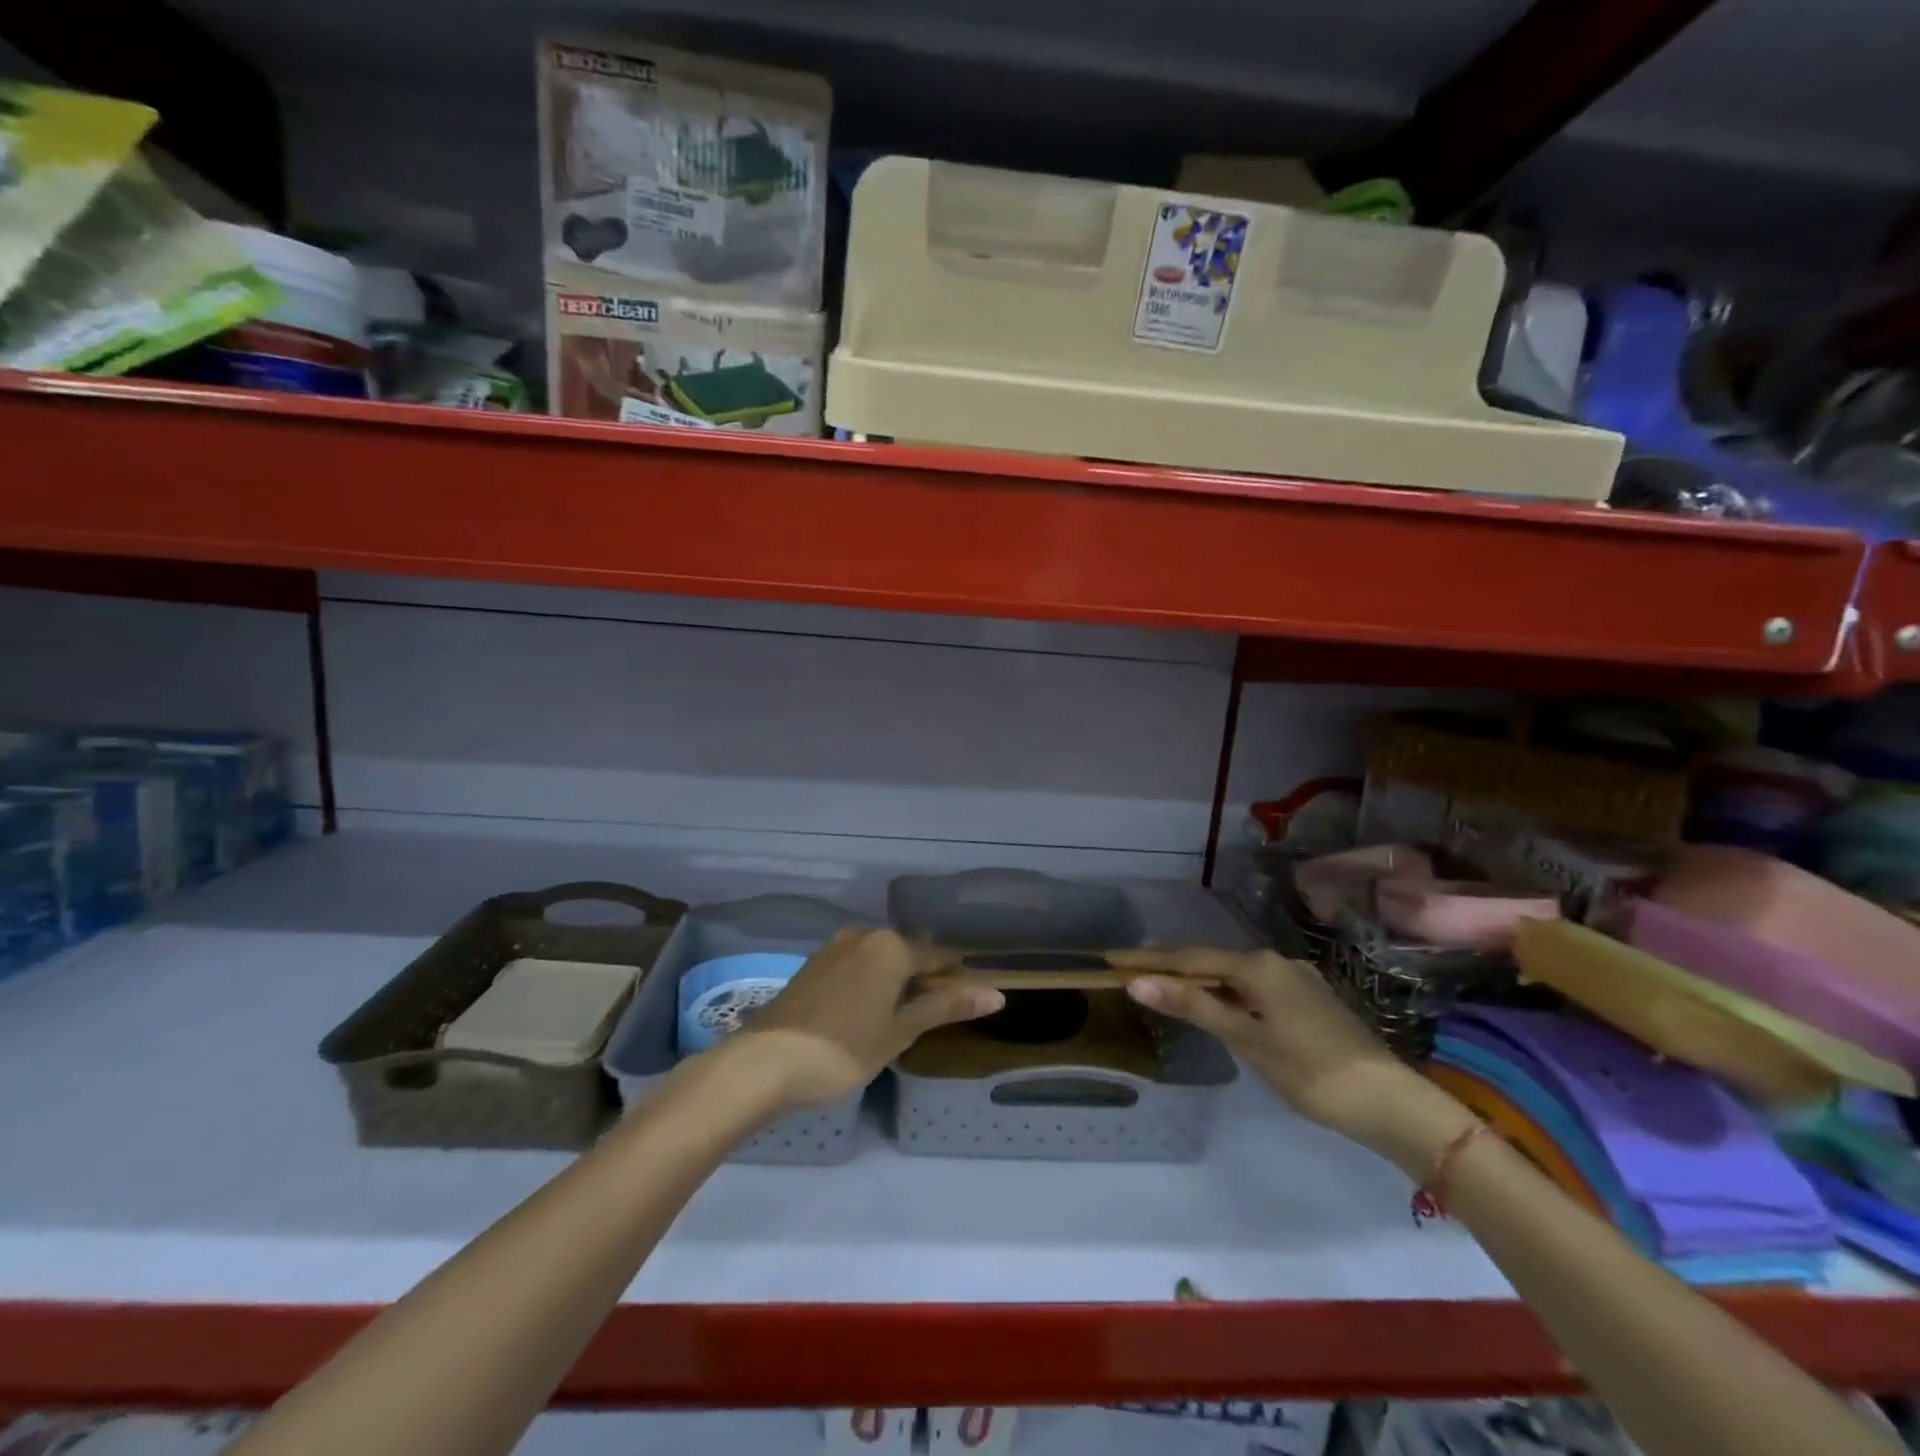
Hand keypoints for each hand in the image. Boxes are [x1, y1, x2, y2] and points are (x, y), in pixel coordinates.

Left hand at [729, 928, 1004, 1109]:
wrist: (766, 1063)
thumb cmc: (844, 1049)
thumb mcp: (900, 1031)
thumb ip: (945, 1008)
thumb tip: (996, 993)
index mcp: (891, 947)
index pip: (938, 956)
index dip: (956, 976)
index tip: (971, 996)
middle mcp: (864, 936)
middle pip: (907, 954)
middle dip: (924, 978)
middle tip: (935, 1014)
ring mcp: (834, 948)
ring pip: (879, 959)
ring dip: (895, 980)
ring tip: (903, 1015)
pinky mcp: (813, 965)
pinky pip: (855, 966)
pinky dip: (869, 982)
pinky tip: (867, 1010)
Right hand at [1113, 948, 1475, 1170]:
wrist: (1391, 1102)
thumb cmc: (1311, 1071)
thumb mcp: (1245, 1039)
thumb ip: (1193, 1006)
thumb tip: (1139, 982)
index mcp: (1258, 965)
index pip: (1191, 958)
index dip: (1151, 961)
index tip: (1115, 959)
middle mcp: (1277, 962)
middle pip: (1213, 962)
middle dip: (1173, 969)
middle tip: (1134, 975)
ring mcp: (1297, 980)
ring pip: (1236, 976)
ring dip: (1201, 983)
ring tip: (1167, 991)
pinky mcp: (1310, 1002)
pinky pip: (1256, 989)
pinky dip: (1229, 996)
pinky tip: (1220, 1009)